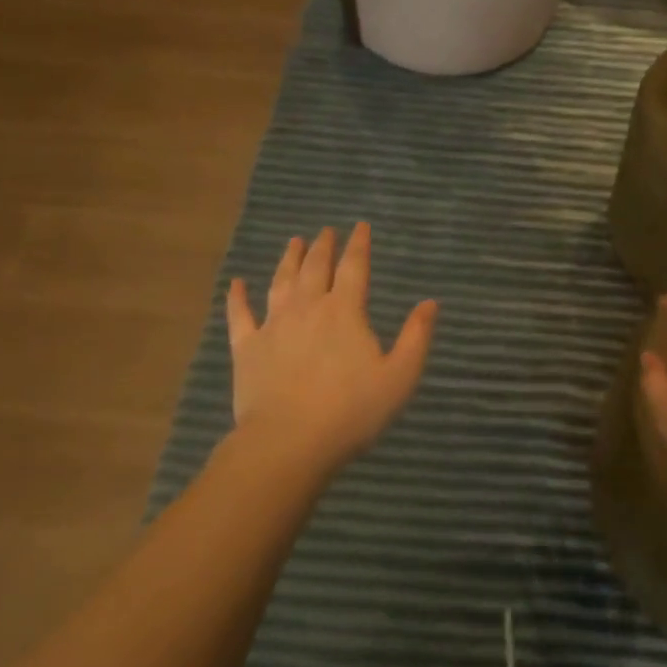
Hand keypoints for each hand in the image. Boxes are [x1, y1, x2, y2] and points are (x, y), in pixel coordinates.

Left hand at [225, 224, 436, 476]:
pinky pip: (240, 315)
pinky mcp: (247, 348)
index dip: (358, 244)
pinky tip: (236, 283)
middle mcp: (307, 308)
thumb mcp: (399, 377)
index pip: (354, 267)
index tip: (360, 226)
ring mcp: (273, 325)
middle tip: (327, 230)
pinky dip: (237, 297)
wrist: (288, 441)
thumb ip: (416, 337)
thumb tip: (430, 303)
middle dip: (323, 246)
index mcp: (345, 311)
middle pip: (315, 267)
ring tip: (294, 242)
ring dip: (289, 259)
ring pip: (281, 282)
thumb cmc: (351, 411)